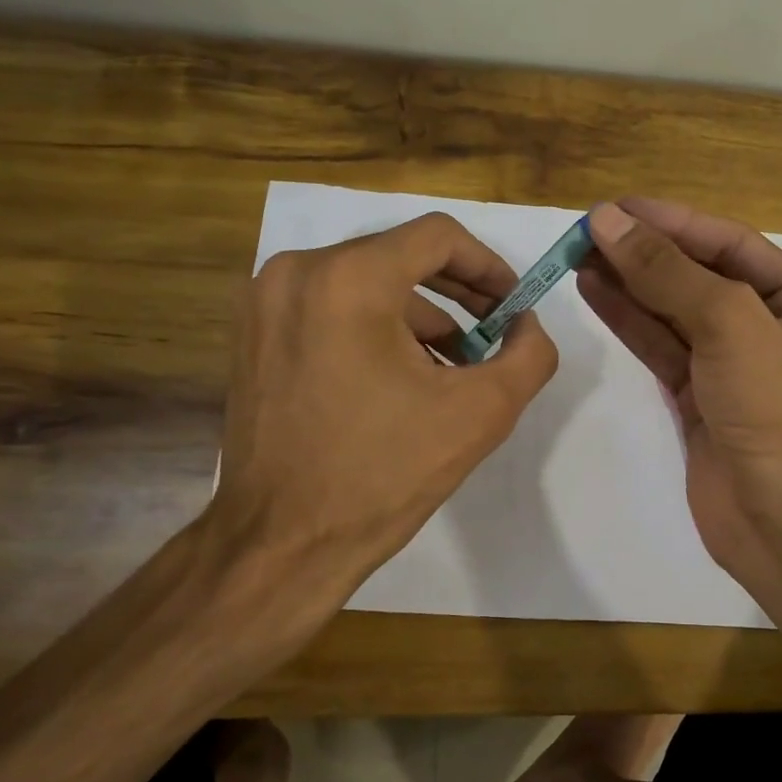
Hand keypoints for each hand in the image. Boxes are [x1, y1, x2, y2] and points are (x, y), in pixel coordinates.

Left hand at [207, 212, 558, 659]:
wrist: (281, 544)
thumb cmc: (382, 475)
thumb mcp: (480, 413)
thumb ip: (528, 355)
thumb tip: (526, 325)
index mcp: (348, 278)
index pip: (437, 236)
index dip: (487, 265)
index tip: (512, 306)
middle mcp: (297, 272)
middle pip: (399, 255)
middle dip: (456, 293)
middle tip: (494, 333)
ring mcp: (265, 303)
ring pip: (364, 283)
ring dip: (417, 317)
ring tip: (451, 369)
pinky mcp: (253, 335)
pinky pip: (329, 308)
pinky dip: (373, 329)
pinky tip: (401, 380)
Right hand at [580, 199, 781, 605]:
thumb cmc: (775, 409)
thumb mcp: (729, 324)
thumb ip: (667, 271)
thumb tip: (609, 220)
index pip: (730, 244)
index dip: (673, 221)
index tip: (617, 207)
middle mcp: (769, 326)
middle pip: (697, 274)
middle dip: (644, 251)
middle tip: (588, 230)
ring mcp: (729, 364)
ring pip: (671, 311)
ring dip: (628, 282)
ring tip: (578, 254)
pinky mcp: (696, 397)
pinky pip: (659, 346)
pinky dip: (627, 319)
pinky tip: (594, 291)